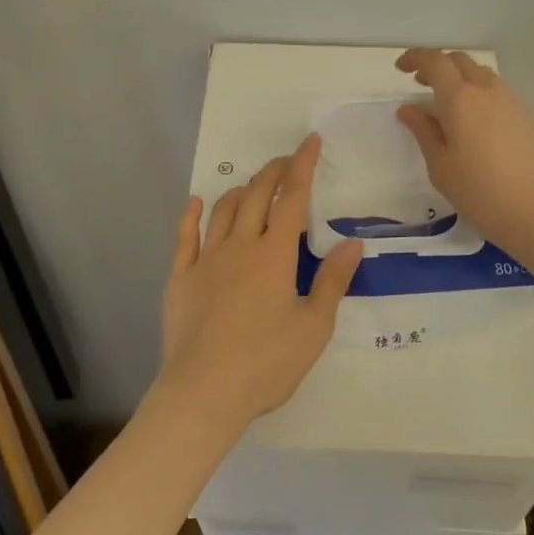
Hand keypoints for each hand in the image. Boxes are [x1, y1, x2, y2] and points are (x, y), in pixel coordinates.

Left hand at [156, 135, 361, 430]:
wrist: (204, 392)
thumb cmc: (266, 363)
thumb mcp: (313, 326)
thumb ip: (333, 281)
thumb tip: (353, 242)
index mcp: (274, 254)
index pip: (293, 198)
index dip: (303, 166)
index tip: (310, 142)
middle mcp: (239, 246)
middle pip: (257, 195)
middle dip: (273, 171)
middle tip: (286, 161)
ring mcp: (206, 260)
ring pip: (223, 210)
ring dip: (240, 190)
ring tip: (252, 187)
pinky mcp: (180, 278)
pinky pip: (185, 236)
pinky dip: (191, 215)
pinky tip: (195, 203)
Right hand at [394, 48, 533, 260]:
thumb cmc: (480, 192)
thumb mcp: (440, 166)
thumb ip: (423, 131)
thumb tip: (409, 109)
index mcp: (460, 98)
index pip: (434, 61)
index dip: (415, 58)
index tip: (401, 69)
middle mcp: (487, 90)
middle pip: (460, 61)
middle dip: (438, 66)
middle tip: (422, 85)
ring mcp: (513, 102)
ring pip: (482, 76)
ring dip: (461, 80)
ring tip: (449, 106)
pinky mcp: (530, 118)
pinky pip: (499, 95)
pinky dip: (481, 97)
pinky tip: (477, 127)